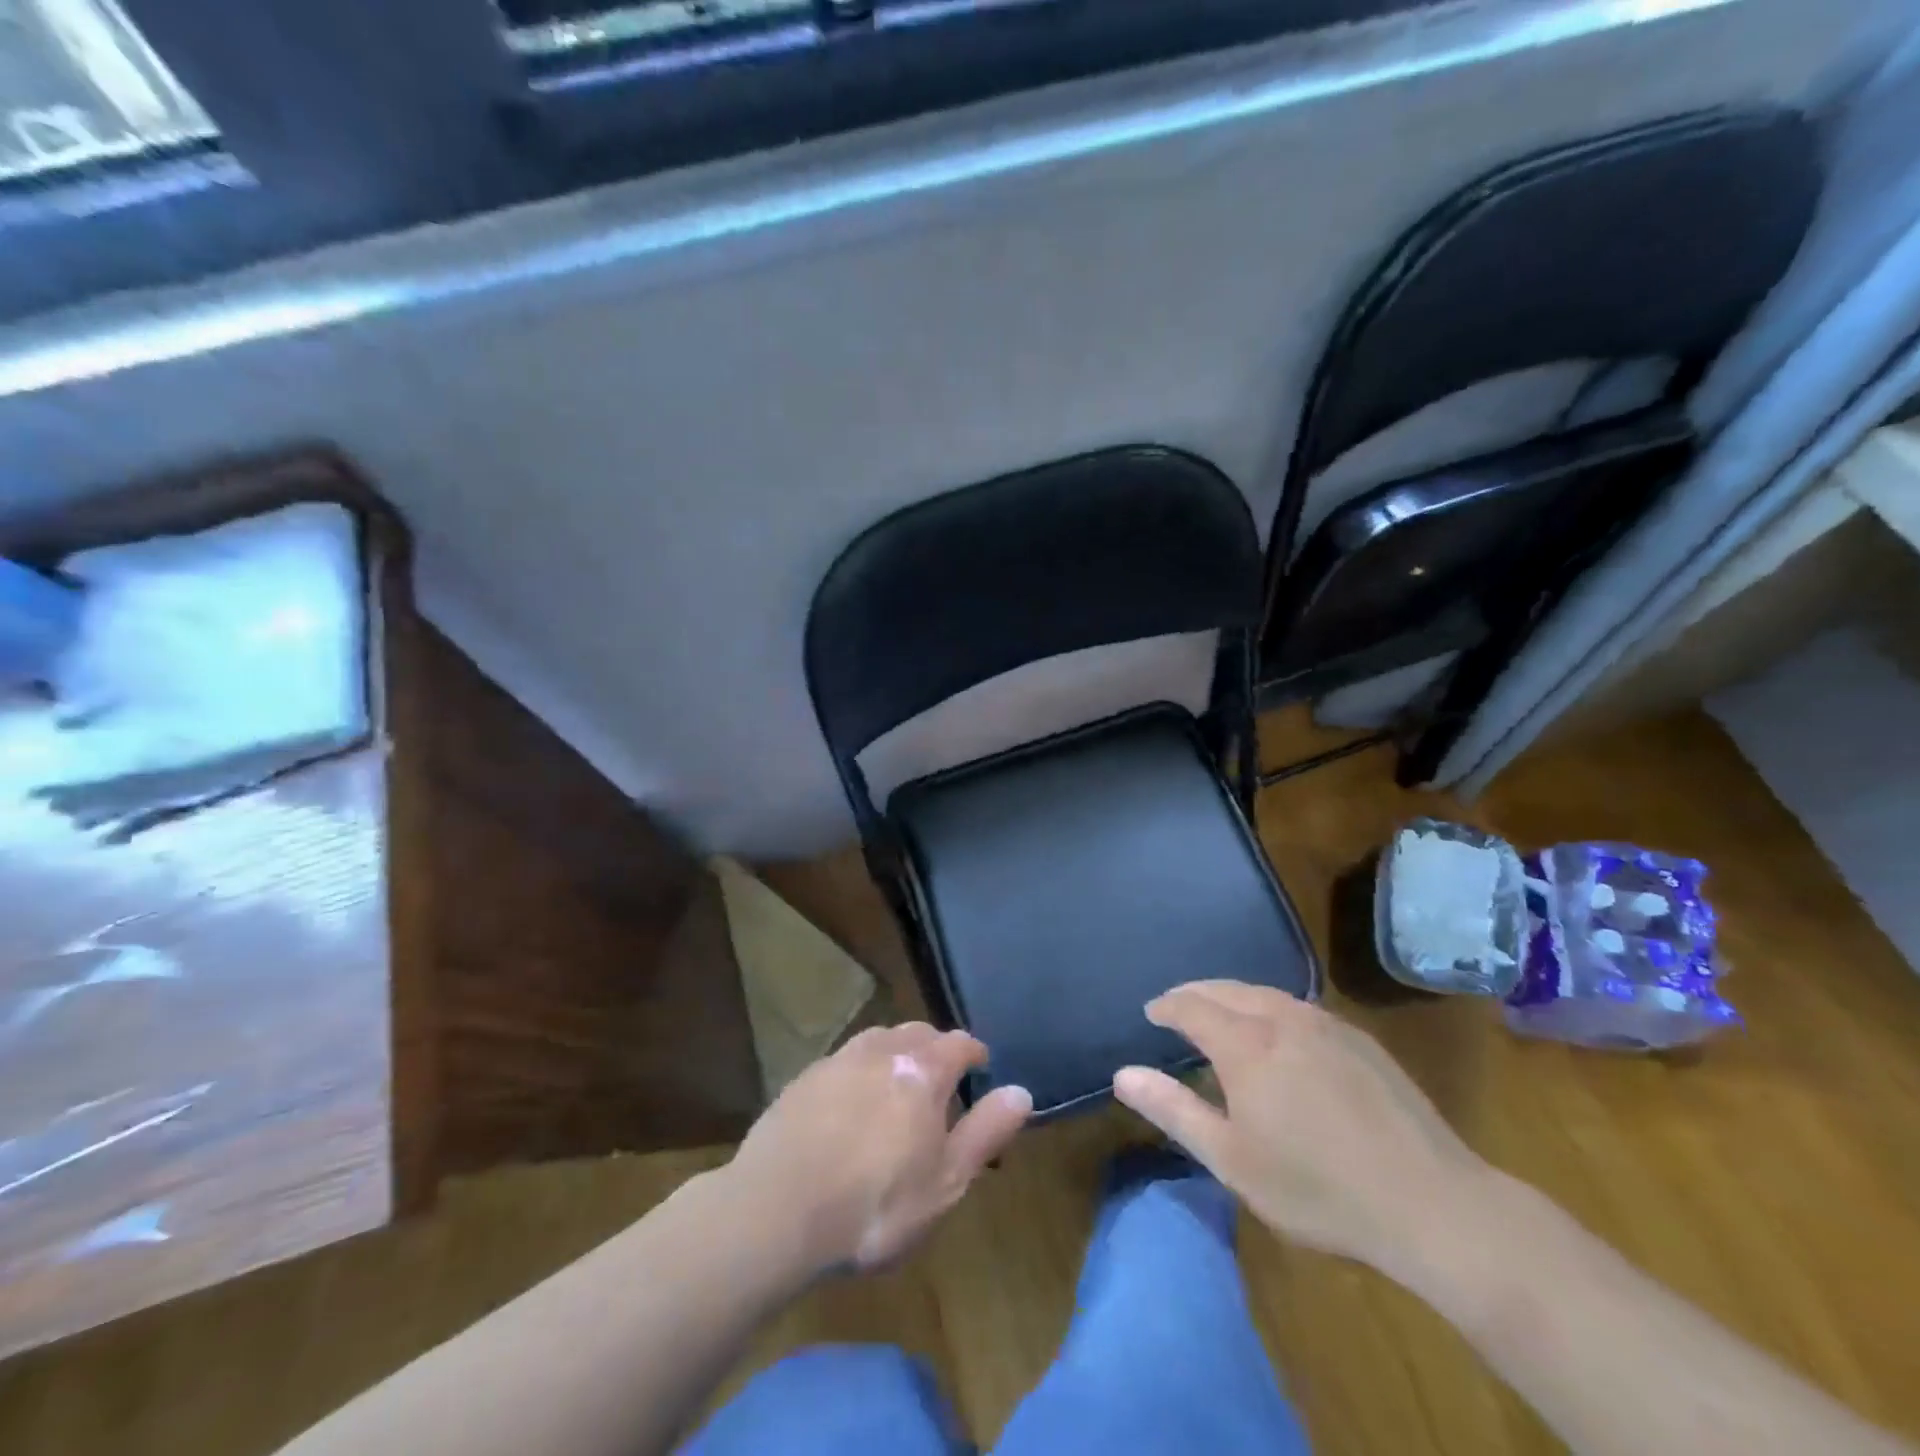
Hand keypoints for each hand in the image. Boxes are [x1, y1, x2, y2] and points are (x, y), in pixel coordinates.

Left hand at [727, 1023, 1031, 1273]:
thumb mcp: (945, 1182)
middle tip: (942, 1080)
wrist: (775, 1212)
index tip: (982, 1067)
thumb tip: (1021, 1091)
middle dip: (936, 1048)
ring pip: (879, 1039)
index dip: (975, 1053)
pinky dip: (860, 1071)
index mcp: (923, 1070)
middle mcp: (882, 1050)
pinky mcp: (804, 1079)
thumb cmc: (874, 1206)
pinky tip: (851, 1104)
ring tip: (898, 1086)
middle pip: (918, 1032)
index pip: (959, 1043)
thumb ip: (985, 1132)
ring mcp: (838, 1060)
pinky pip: (844, 1060)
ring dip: (896, 1054)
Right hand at [1112, 980, 1491, 1274]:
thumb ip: (1174, 1110)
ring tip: (1220, 1013)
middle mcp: (1282, 1018)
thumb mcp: (1232, 1160)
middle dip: (1196, 993)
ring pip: (1265, 993)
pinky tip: (1277, 1033)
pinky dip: (1270, 1008)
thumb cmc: (1318, 1189)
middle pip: (1227, 989)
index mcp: (1246, 1044)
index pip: (1192, 1006)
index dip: (1167, 1006)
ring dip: (1233, 997)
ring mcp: (1326, 1025)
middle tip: (1177, 1007)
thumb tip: (1123, 1074)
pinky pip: (1298, 1007)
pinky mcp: (1359, 1040)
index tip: (1151, 1013)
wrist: (1432, 1204)